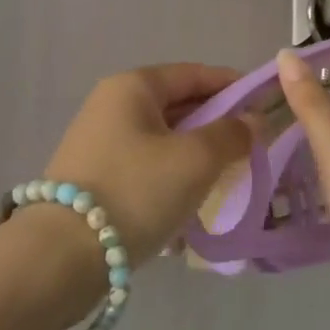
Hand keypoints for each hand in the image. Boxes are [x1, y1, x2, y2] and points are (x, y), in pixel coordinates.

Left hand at [44, 64, 254, 263]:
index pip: (194, 74)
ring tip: (228, 177)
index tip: (266, 106)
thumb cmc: (136, 191)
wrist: (62, 255)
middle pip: (178, 105)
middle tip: (253, 148)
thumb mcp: (195, 160)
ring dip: (196, 154)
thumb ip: (231, 135)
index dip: (233, 86)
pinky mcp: (94, 178)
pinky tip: (191, 202)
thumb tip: (254, 121)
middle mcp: (111, 105)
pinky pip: (146, 166)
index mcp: (133, 87)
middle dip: (217, 124)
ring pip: (163, 139)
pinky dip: (172, 176)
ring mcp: (99, 142)